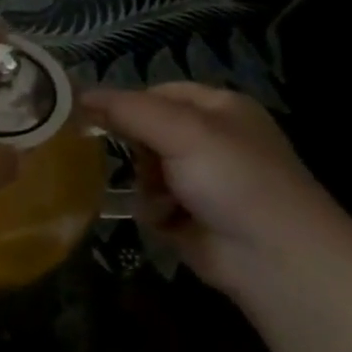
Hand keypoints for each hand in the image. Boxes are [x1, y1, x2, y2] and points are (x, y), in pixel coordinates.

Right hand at [80, 83, 351, 299]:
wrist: (275, 258)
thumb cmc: (234, 180)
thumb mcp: (182, 131)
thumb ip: (127, 110)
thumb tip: (76, 94)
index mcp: (218, 108)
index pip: (155, 93)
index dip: (126, 104)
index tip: (92, 118)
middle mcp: (210, 139)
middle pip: (145, 131)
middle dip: (136, 149)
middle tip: (142, 163)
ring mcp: (200, 179)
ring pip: (142, 168)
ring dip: (144, 184)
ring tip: (161, 199)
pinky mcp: (189, 215)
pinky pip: (149, 201)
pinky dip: (152, 210)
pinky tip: (168, 221)